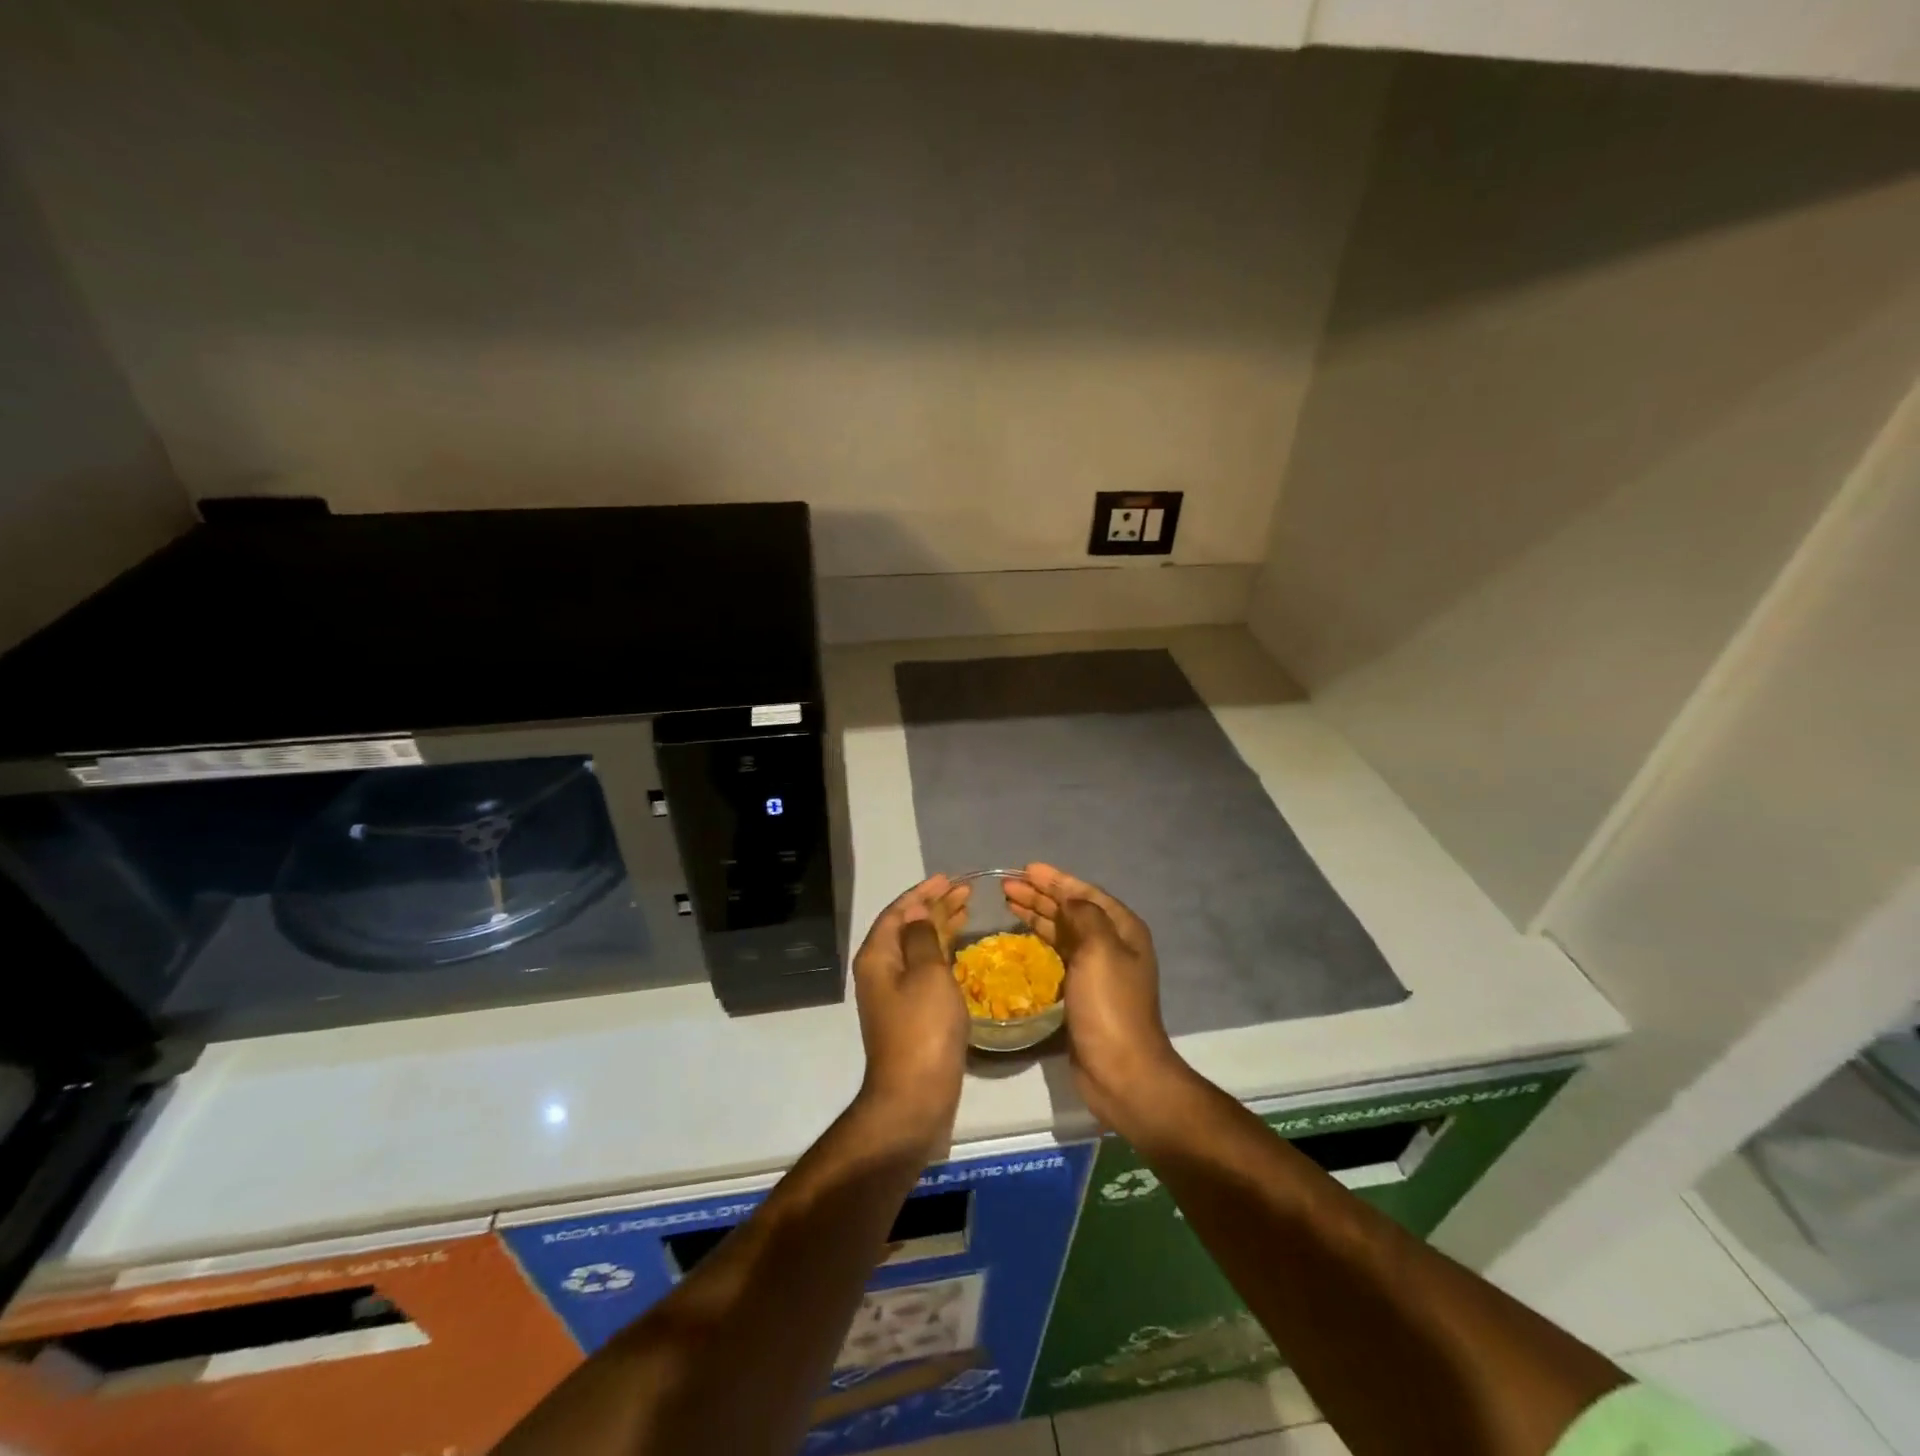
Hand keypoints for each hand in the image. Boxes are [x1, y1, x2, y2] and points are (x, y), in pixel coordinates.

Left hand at [851, 874, 971, 1145]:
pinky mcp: (910, 1014)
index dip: (923, 893)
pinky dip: (942, 953)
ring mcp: (894, 995)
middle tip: (966, 892)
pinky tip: (960, 950)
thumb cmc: (923, 1029)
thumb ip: (922, 937)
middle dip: (934, 907)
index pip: (898, 912)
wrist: (914, 1097)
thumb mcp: (927, 974)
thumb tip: (916, 912)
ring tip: (967, 911)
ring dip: (940, 927)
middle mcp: (881, 971)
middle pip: (907, 928)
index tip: (949, 879)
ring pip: (918, 949)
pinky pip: (925, 970)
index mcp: (878, 956)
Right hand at [1004, 863, 1182, 1127]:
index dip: (1056, 880)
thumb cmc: (1110, 1006)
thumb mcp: (1101, 950)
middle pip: (1072, 910)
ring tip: (1008, 902)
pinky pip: (1057, 953)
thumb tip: (1069, 899)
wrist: (1122, 1070)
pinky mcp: (1081, 990)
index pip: (1085, 893)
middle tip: (1007, 886)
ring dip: (1037, 914)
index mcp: (1123, 929)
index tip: (1026, 869)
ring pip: (1062, 930)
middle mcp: (1112, 944)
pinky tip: (1022, 935)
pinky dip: (1039, 940)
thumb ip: (1085, 916)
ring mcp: (1097, 968)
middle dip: (1041, 895)